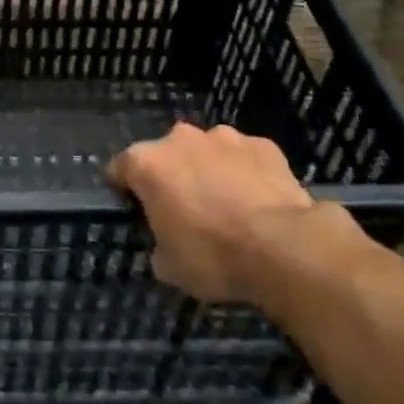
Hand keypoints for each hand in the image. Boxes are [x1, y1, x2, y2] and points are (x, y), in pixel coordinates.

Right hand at [108, 122, 362, 314]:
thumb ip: (157, 243)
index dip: (124, 189)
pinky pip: (245, 157)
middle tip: (185, 211)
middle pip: (166, 154)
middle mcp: (180, 138)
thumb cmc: (213, 256)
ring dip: (210, 171)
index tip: (135, 210)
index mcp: (147, 163)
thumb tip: (165, 241)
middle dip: (172, 176)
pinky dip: (246, 173)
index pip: (119, 168)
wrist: (284, 247)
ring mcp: (224, 137)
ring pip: (207, 151)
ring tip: (228, 206)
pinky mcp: (263, 144)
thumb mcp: (169, 266)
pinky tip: (259, 202)